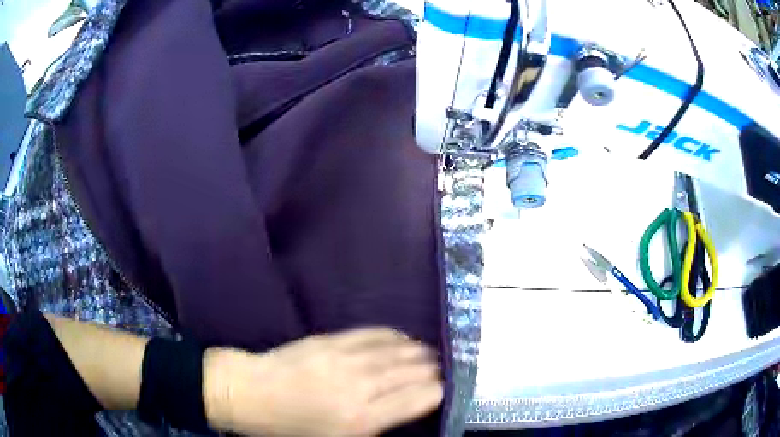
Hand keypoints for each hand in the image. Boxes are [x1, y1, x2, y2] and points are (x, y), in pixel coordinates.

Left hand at [204, 328, 443, 436]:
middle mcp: (361, 387)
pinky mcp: (330, 340)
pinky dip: (395, 336)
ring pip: (398, 350)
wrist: (251, 394)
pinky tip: (404, 340)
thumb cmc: (292, 428)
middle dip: (436, 370)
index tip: (446, 389)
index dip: (440, 391)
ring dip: (420, 352)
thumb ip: (379, 424)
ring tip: (431, 355)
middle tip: (446, 369)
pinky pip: (373, 334)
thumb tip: (410, 405)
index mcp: (363, 419)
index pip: (420, 398)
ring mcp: (345, 358)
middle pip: (414, 371)